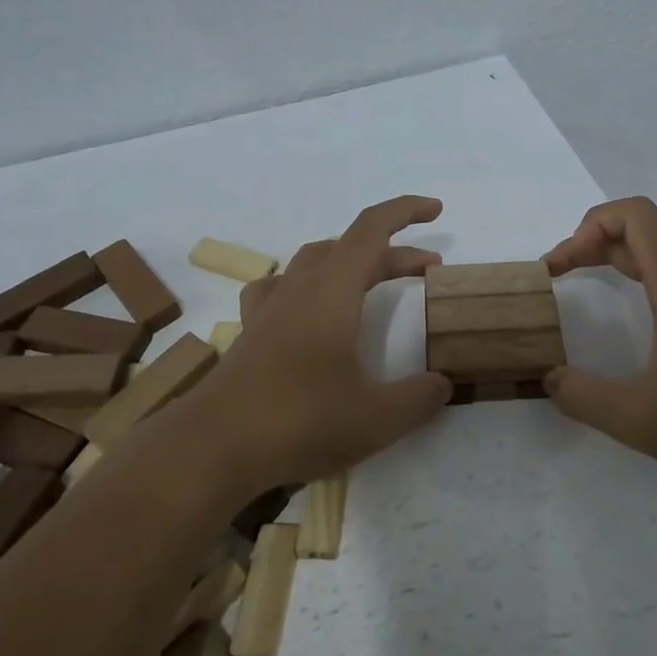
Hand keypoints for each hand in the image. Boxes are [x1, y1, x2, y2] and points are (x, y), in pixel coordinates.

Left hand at [193, 195, 453, 492]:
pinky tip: (307, 305)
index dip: (405, 211)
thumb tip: (443, 383)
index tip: (436, 209)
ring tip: (372, 280)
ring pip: (314, 261)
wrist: (214, 446)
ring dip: (351, 262)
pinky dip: (304, 284)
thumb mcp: (378, 417)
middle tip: (427, 272)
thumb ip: (419, 397)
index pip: (372, 229)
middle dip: (393, 252)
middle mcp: (300, 287)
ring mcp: (270, 307)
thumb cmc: (302, 420)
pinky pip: (280, 288)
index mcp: (333, 290)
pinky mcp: (250, 332)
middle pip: (351, 248)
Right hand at [542, 197, 656, 482]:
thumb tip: (548, 379)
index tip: (561, 264)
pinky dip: (640, 274)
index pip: (636, 216)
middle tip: (560, 272)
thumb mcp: (638, 420)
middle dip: (594, 240)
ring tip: (583, 280)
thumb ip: (583, 397)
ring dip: (616, 256)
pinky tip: (630, 309)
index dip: (590, 225)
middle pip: (644, 228)